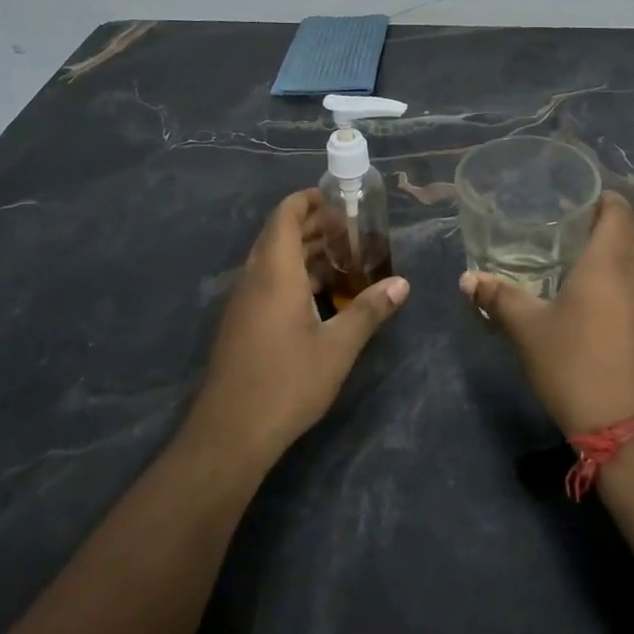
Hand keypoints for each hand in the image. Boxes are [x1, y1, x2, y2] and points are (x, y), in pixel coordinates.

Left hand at [184, 189, 409, 469]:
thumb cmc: (287, 382)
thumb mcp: (338, 346)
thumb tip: (402, 283)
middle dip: (314, 227)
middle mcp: (254, 279)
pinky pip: (268, 284)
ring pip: (273, 262)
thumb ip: (369, 310)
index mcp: (275, 273)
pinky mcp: (241, 325)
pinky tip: (323, 297)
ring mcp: (243, 304)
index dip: (308, 201)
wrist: (230, 433)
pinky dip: (295, 277)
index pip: (285, 216)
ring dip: (305, 253)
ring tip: (345, 259)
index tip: (339, 200)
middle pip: (279, 236)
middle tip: (353, 231)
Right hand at [460, 192, 633, 436]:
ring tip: (572, 257)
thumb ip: (499, 298)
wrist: (629, 427)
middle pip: (628, 231)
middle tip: (564, 225)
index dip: (600, 195)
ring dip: (610, 253)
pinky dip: (617, 280)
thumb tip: (467, 279)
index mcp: (610, 261)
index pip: (618, 208)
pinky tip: (589, 297)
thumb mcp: (529, 330)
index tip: (574, 196)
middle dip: (601, 222)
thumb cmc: (575, 364)